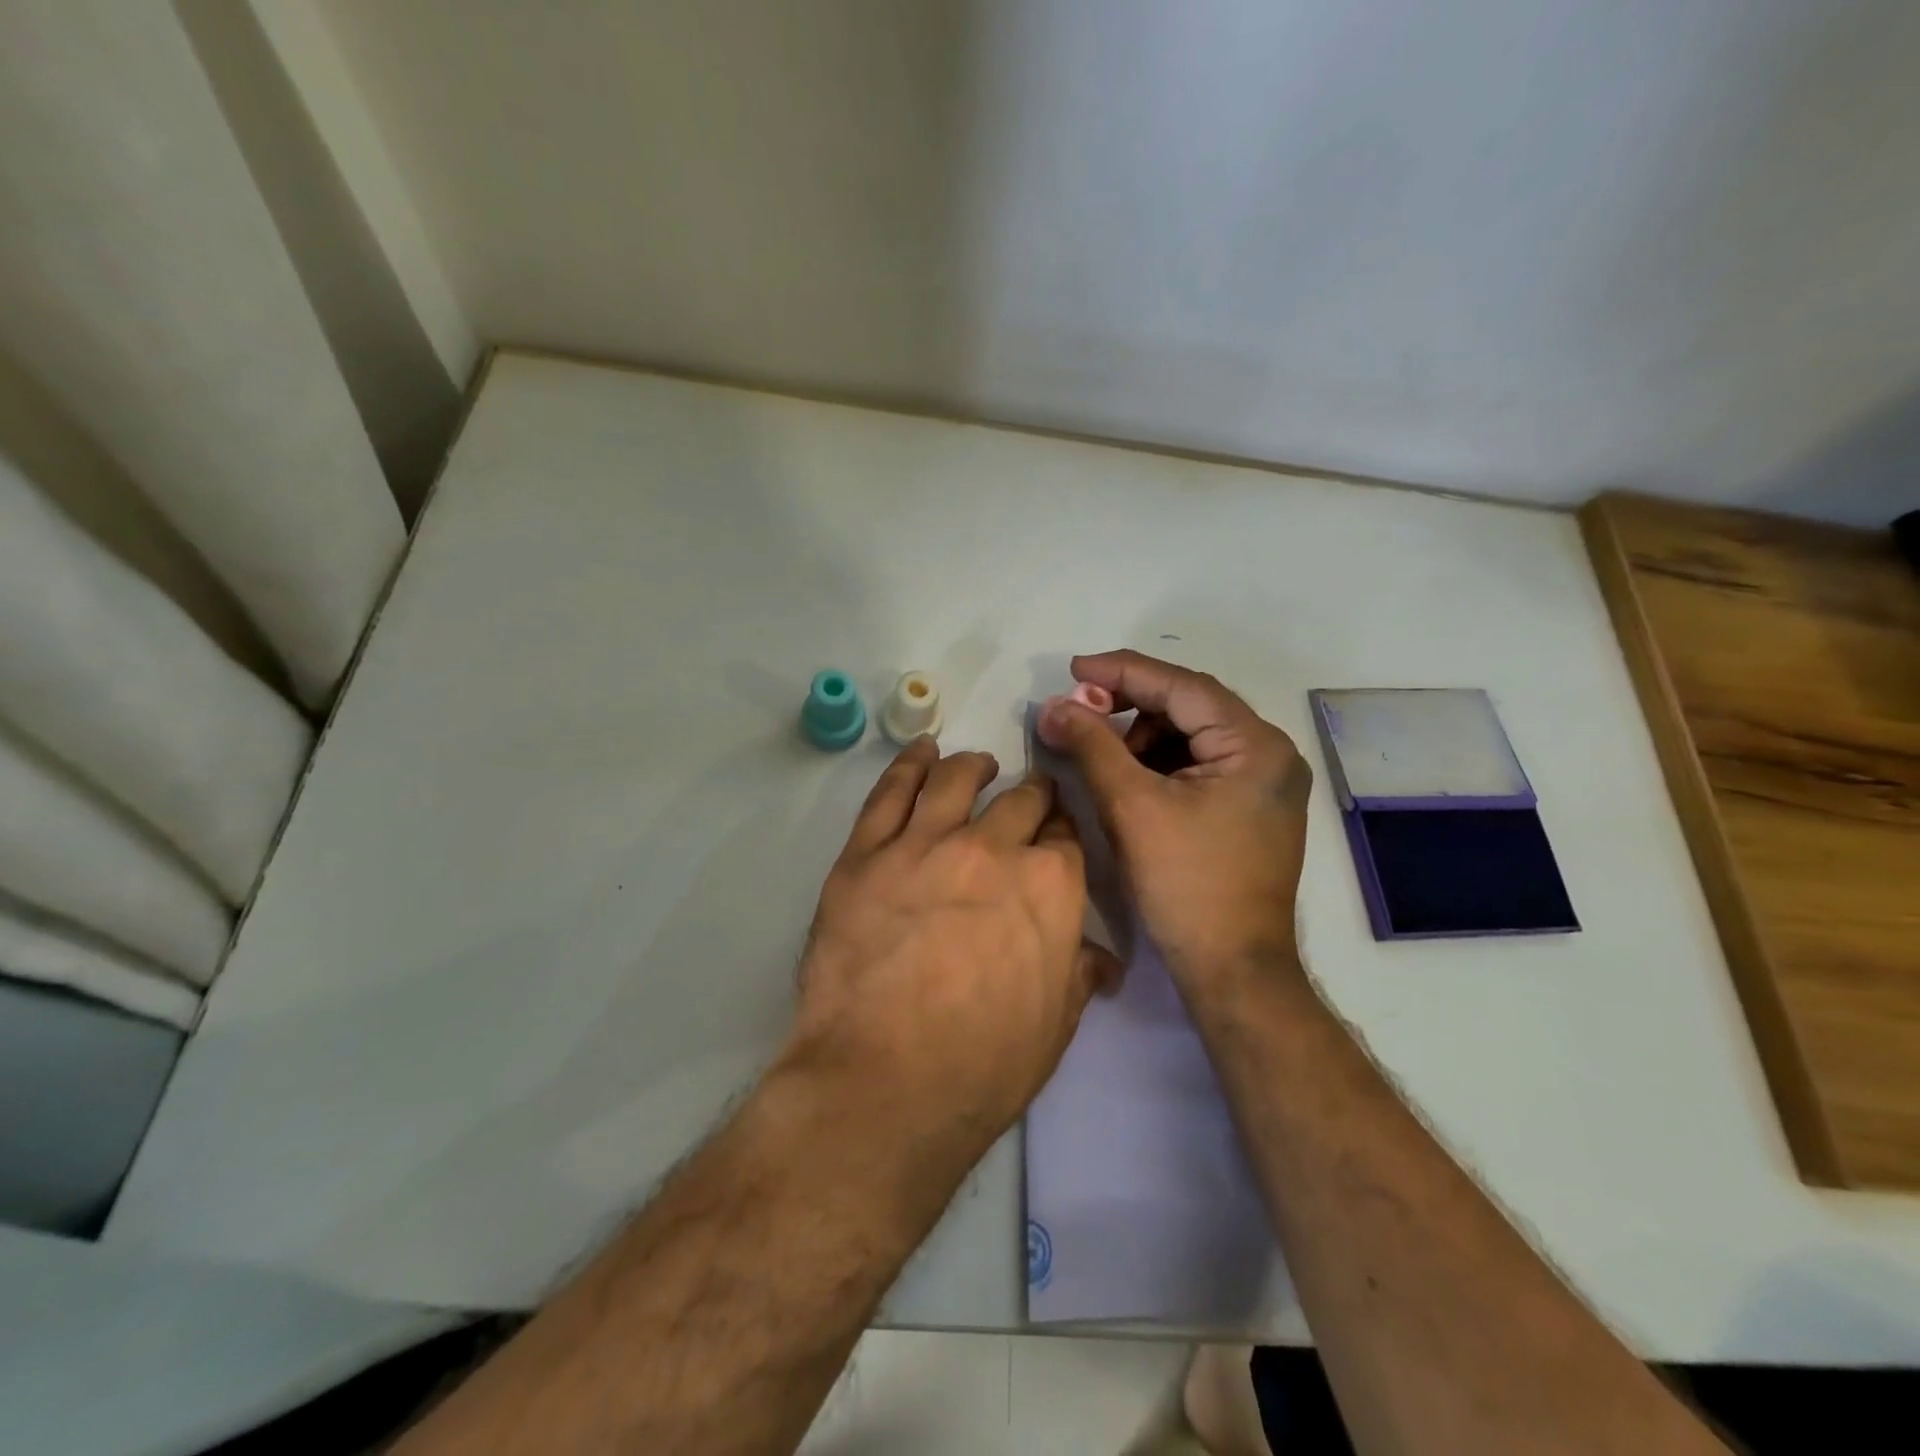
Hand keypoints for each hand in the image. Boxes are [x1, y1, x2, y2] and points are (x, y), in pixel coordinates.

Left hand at [785, 737, 1118, 1147]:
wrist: (883, 1083)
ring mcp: (924, 844)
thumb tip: (1101, 957)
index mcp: (1050, 886)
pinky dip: (909, 764)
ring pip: (955, 780)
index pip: (1066, 838)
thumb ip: (1078, 972)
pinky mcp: (866, 854)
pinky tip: (920, 753)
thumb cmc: (983, 1066)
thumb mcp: (1055, 1024)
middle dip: (1030, 797)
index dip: (1062, 834)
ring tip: (977, 764)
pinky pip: (890, 792)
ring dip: (973, 767)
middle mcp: (993, 849)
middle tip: (1026, 800)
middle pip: (1020, 801)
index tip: (1055, 836)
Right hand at [1038, 650, 1310, 999]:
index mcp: (1255, 746)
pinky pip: (1196, 765)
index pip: (1182, 686)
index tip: (1073, 669)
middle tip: (1079, 713)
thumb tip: (1054, 705)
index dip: (1122, 672)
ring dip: (1140, 737)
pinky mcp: (1248, 808)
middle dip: (1129, 707)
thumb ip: (1092, 745)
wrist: (1231, 968)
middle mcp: (1269, 755)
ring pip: (1189, 736)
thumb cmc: (1186, 885)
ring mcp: (1263, 784)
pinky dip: (1157, 763)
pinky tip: (1126, 777)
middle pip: (1188, 707)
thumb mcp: (1131, 807)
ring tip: (1099, 754)